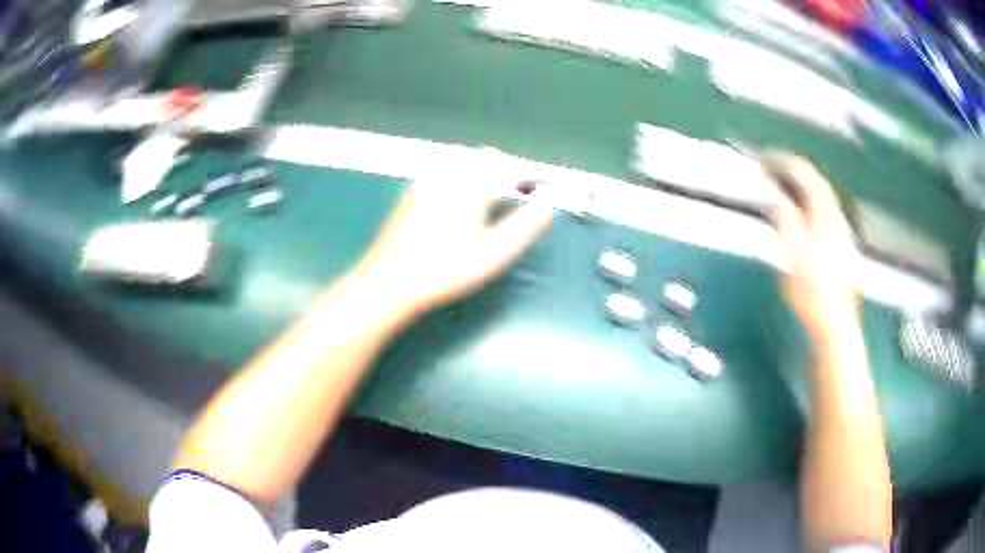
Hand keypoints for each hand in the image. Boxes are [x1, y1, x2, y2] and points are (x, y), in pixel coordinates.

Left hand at [353, 178, 553, 318]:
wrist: (387, 283)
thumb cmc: (443, 270)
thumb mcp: (493, 252)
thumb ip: (525, 225)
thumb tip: (547, 205)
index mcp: (471, 182)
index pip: (513, 168)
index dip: (536, 173)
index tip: (553, 183)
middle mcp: (448, 173)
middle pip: (488, 160)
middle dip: (513, 169)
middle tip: (530, 188)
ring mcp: (427, 181)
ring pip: (466, 164)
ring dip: (490, 171)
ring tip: (504, 190)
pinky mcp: (413, 193)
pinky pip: (448, 173)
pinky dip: (469, 177)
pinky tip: (467, 197)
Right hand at [764, 154, 859, 338]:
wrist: (836, 327)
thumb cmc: (813, 297)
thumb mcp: (794, 261)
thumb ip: (787, 226)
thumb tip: (778, 202)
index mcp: (825, 220)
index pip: (809, 178)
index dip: (789, 164)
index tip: (769, 159)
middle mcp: (837, 221)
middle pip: (820, 185)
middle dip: (798, 171)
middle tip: (776, 168)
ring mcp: (843, 235)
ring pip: (826, 199)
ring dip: (806, 186)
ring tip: (787, 186)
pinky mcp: (843, 249)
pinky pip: (827, 213)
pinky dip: (812, 203)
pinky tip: (805, 214)